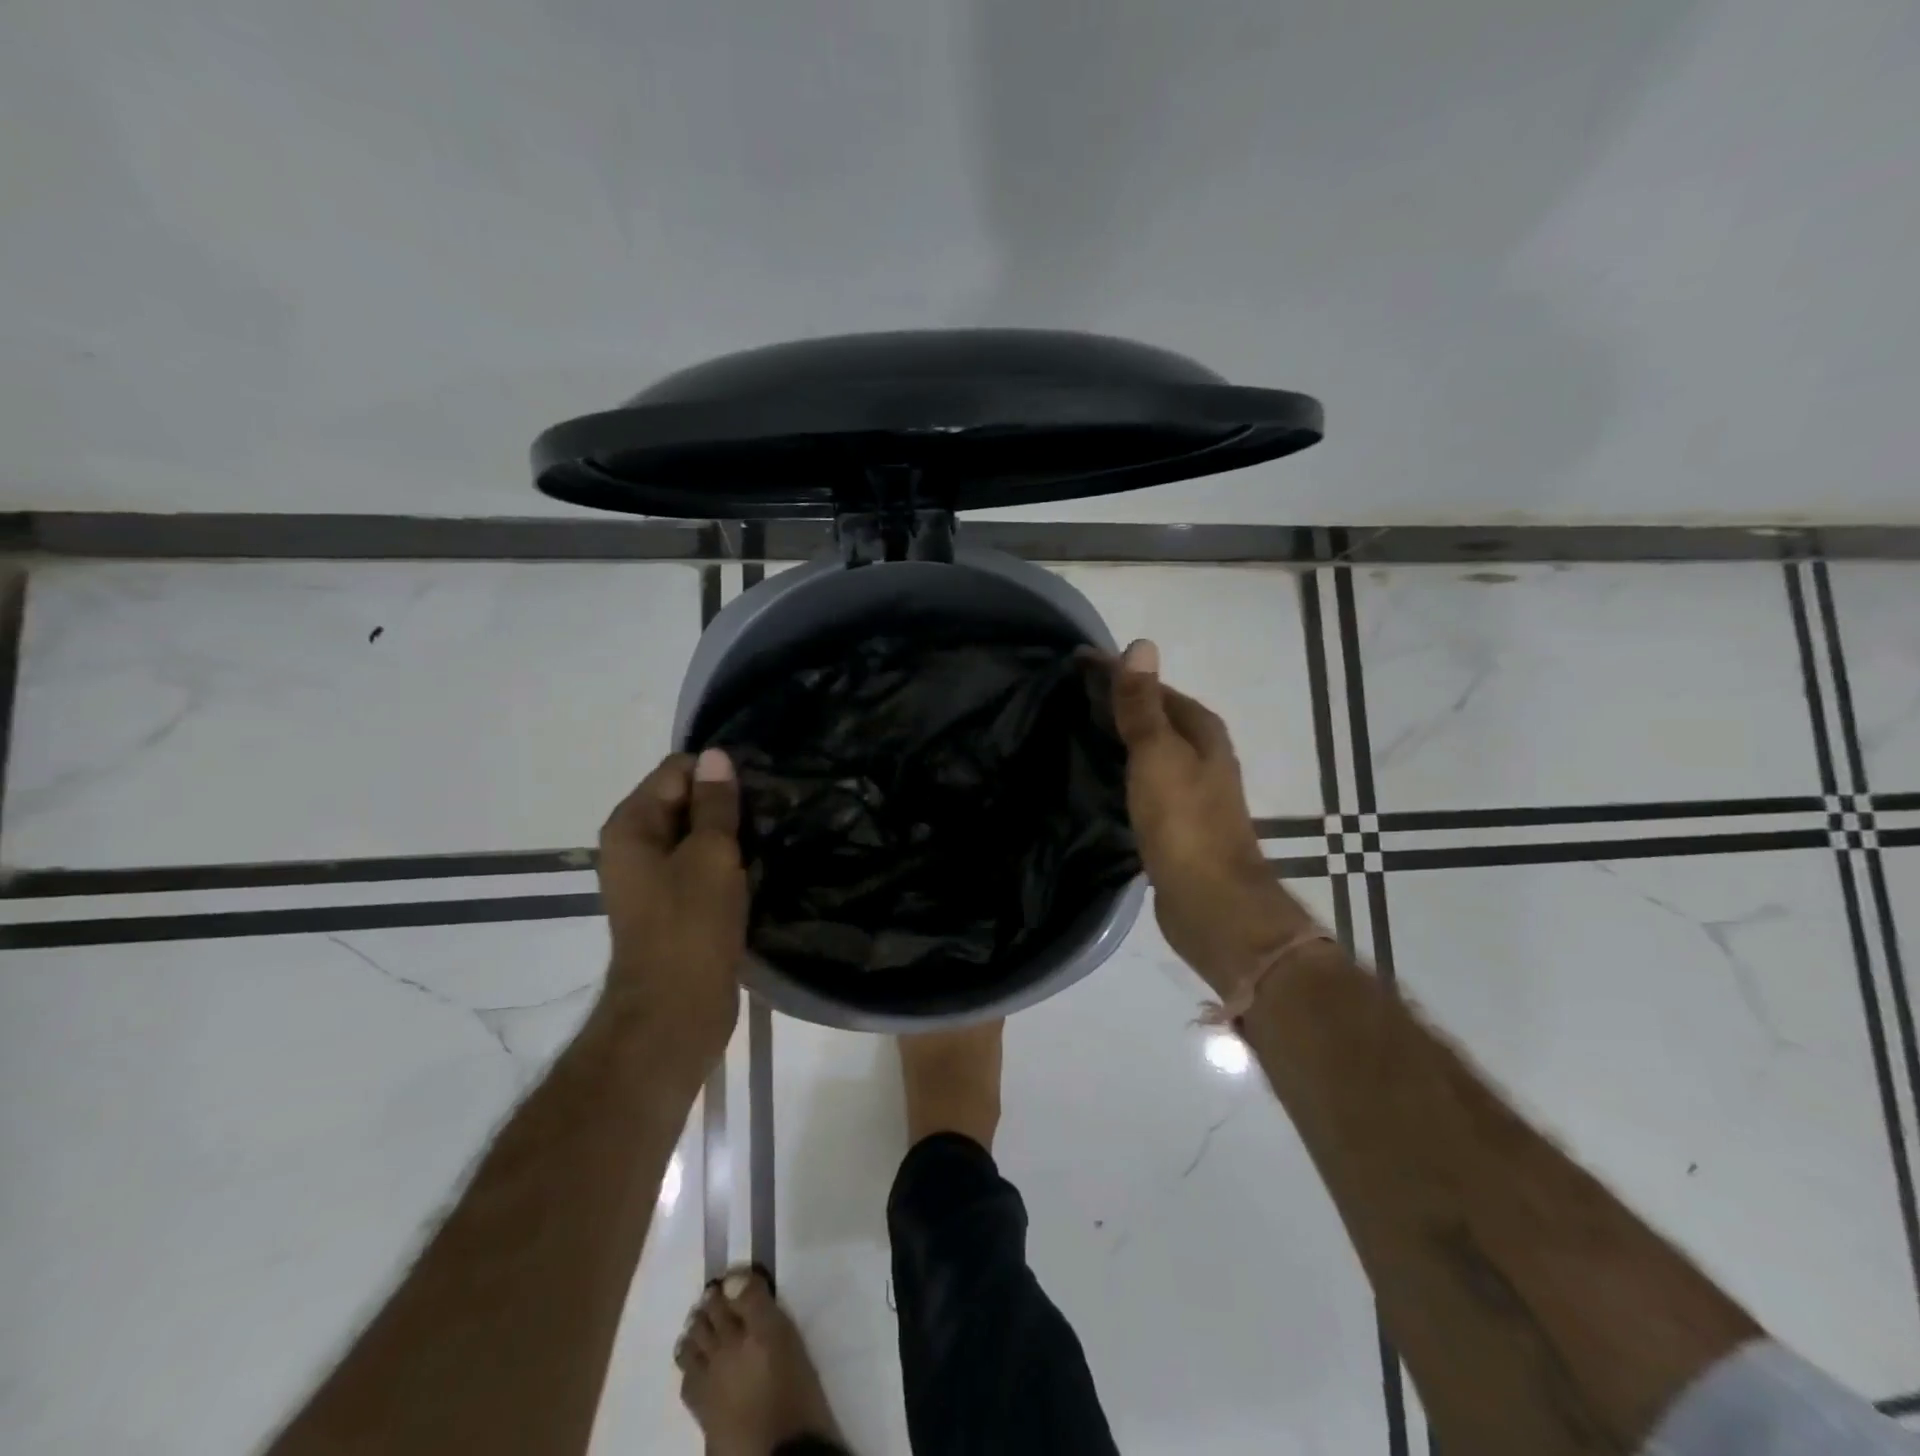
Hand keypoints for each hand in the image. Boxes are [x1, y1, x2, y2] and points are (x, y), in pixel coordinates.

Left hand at [595, 749, 748, 1069]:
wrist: (675, 1012)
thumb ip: (715, 804)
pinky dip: (728, 861)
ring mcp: (654, 877)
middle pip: (685, 800)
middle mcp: (635, 845)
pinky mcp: (675, 904)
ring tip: (774, 833)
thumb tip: (717, 755)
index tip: (760, 786)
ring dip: (731, 833)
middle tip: (774, 809)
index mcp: (632, 826)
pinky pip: (702, 865)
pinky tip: (760, 864)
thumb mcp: (710, 855)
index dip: (717, 772)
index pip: (676, 770)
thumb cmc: (690, 926)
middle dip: (726, 802)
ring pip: (698, 835)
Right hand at [1109, 640, 1310, 989]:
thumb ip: (1143, 704)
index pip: (1152, 686)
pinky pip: (1144, 780)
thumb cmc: (1184, 822)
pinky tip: (1099, 778)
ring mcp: (1191, 790)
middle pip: (1154, 716)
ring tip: (1075, 730)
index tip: (1074, 663)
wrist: (1211, 901)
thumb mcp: (1158, 754)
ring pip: (1149, 750)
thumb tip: (1140, 644)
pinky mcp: (1177, 821)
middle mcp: (1201, 754)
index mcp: (1200, 731)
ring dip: (1119, 737)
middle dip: (1116, 702)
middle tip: (1067, 696)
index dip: (1116, 672)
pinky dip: (1122, 770)